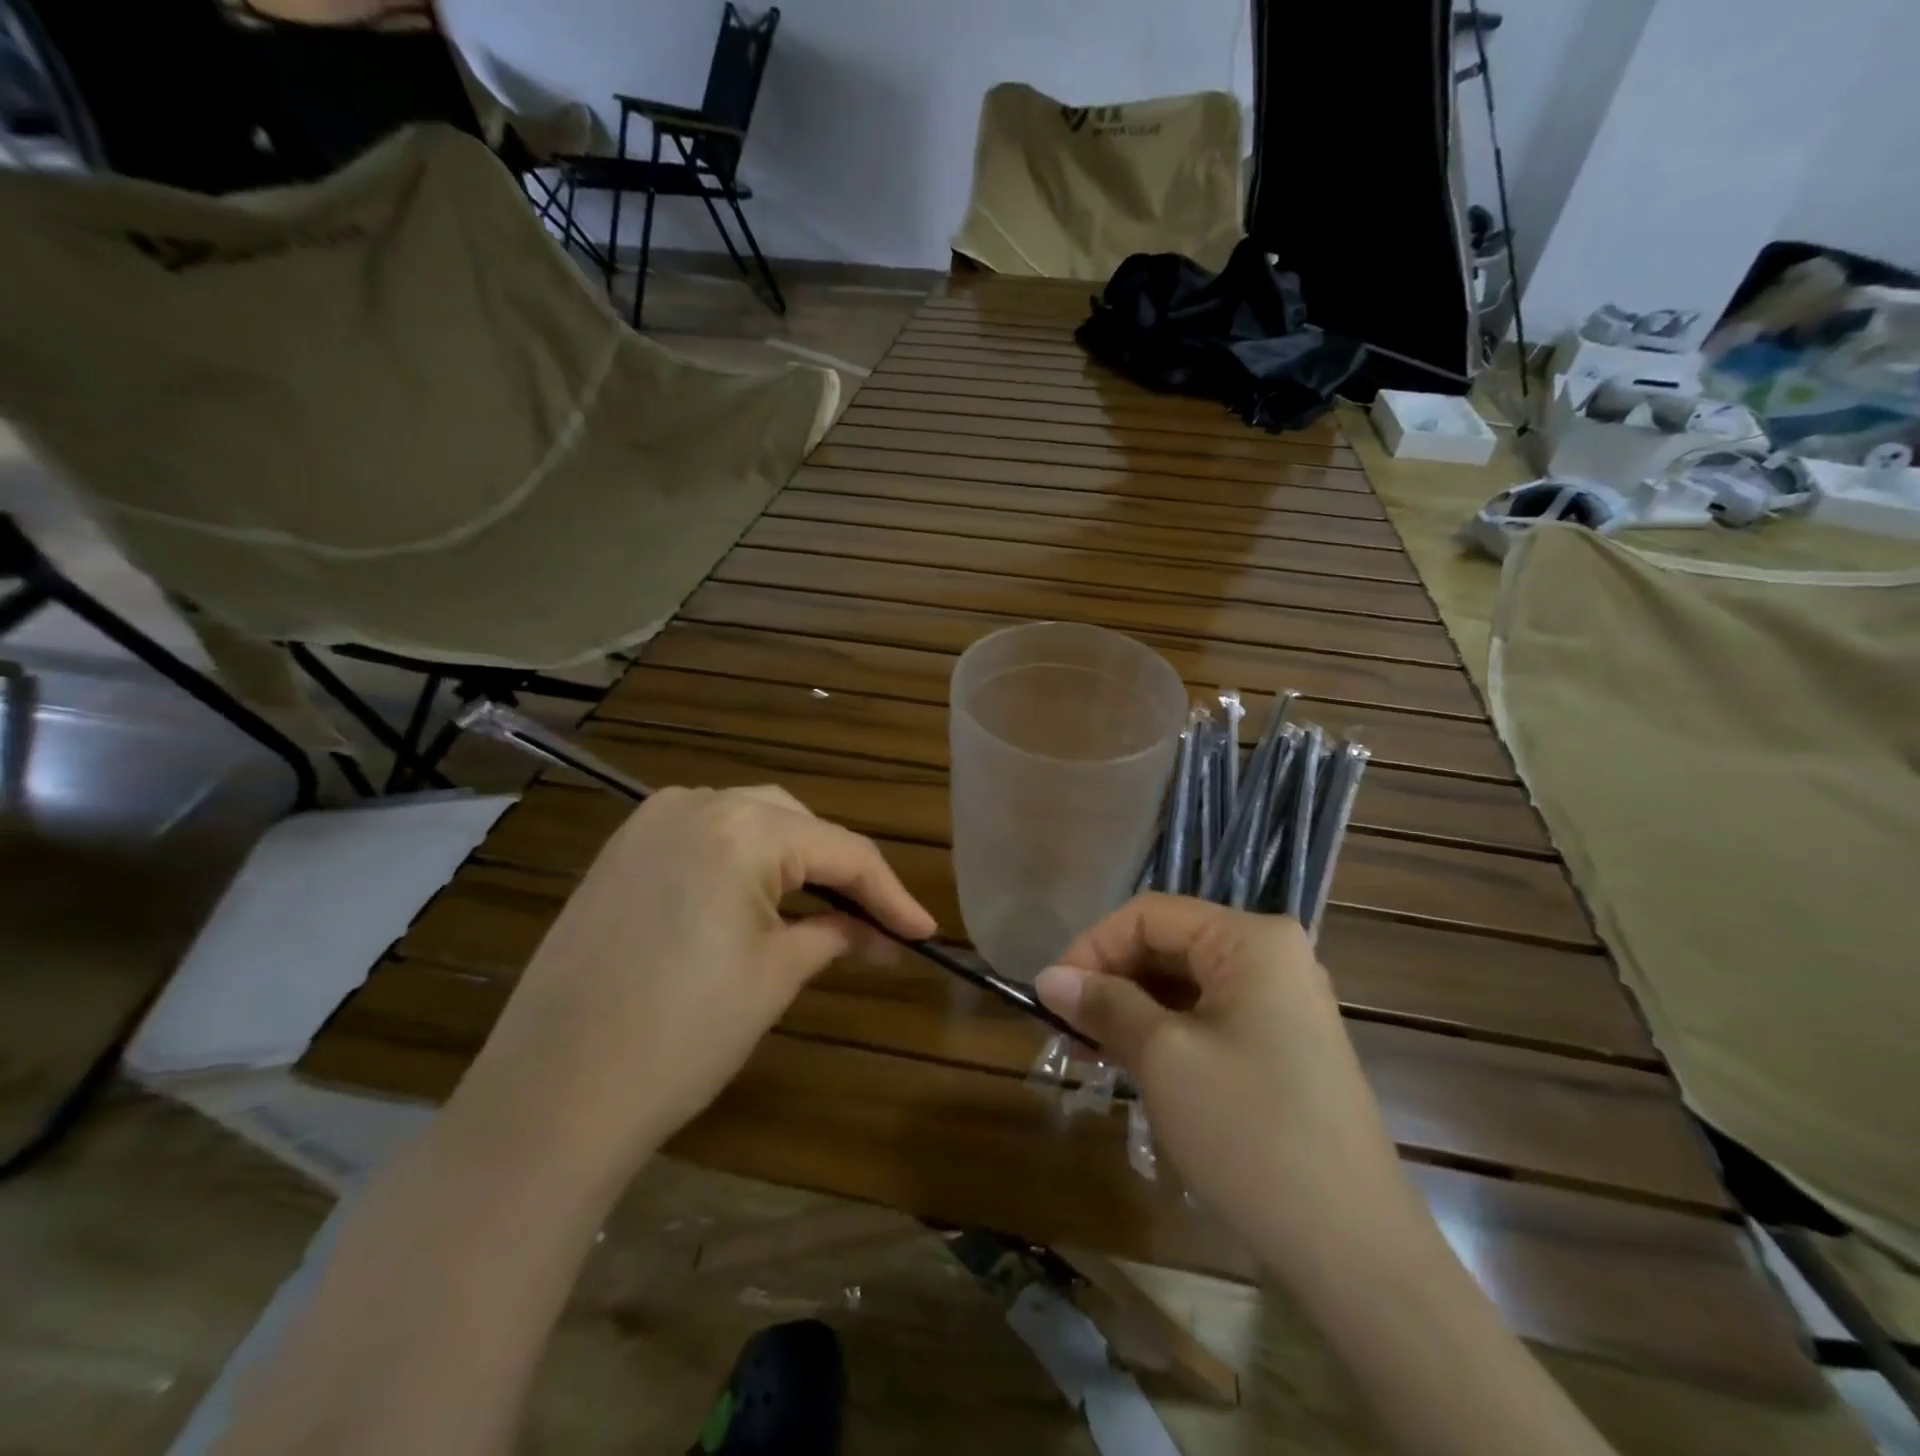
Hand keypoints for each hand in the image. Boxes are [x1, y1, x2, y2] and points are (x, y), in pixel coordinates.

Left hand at [461, 785, 934, 1174]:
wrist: (549, 1098)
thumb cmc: (680, 1038)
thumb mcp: (775, 977)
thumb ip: (834, 934)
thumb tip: (877, 933)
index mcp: (741, 829)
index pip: (841, 850)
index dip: (890, 893)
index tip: (924, 932)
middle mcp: (695, 804)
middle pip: (796, 823)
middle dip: (840, 868)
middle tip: (874, 922)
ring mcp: (649, 823)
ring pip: (750, 820)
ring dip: (794, 858)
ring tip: (824, 908)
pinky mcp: (621, 852)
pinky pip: (704, 835)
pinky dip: (744, 859)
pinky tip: (759, 898)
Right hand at [1035, 895, 1428, 1281]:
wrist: (1354, 1250)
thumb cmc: (1250, 1133)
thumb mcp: (1163, 1058)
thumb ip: (1104, 1005)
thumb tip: (1048, 977)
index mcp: (1251, 939)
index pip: (1150, 914)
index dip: (1092, 946)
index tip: (1052, 994)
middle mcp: (1271, 955)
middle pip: (1168, 944)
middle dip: (1110, 980)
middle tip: (1064, 1027)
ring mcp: (1282, 1001)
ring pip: (1185, 983)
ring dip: (1131, 1009)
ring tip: (1087, 1050)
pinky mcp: (1282, 1044)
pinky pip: (1208, 1016)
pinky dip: (1163, 1032)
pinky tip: (1130, 1064)